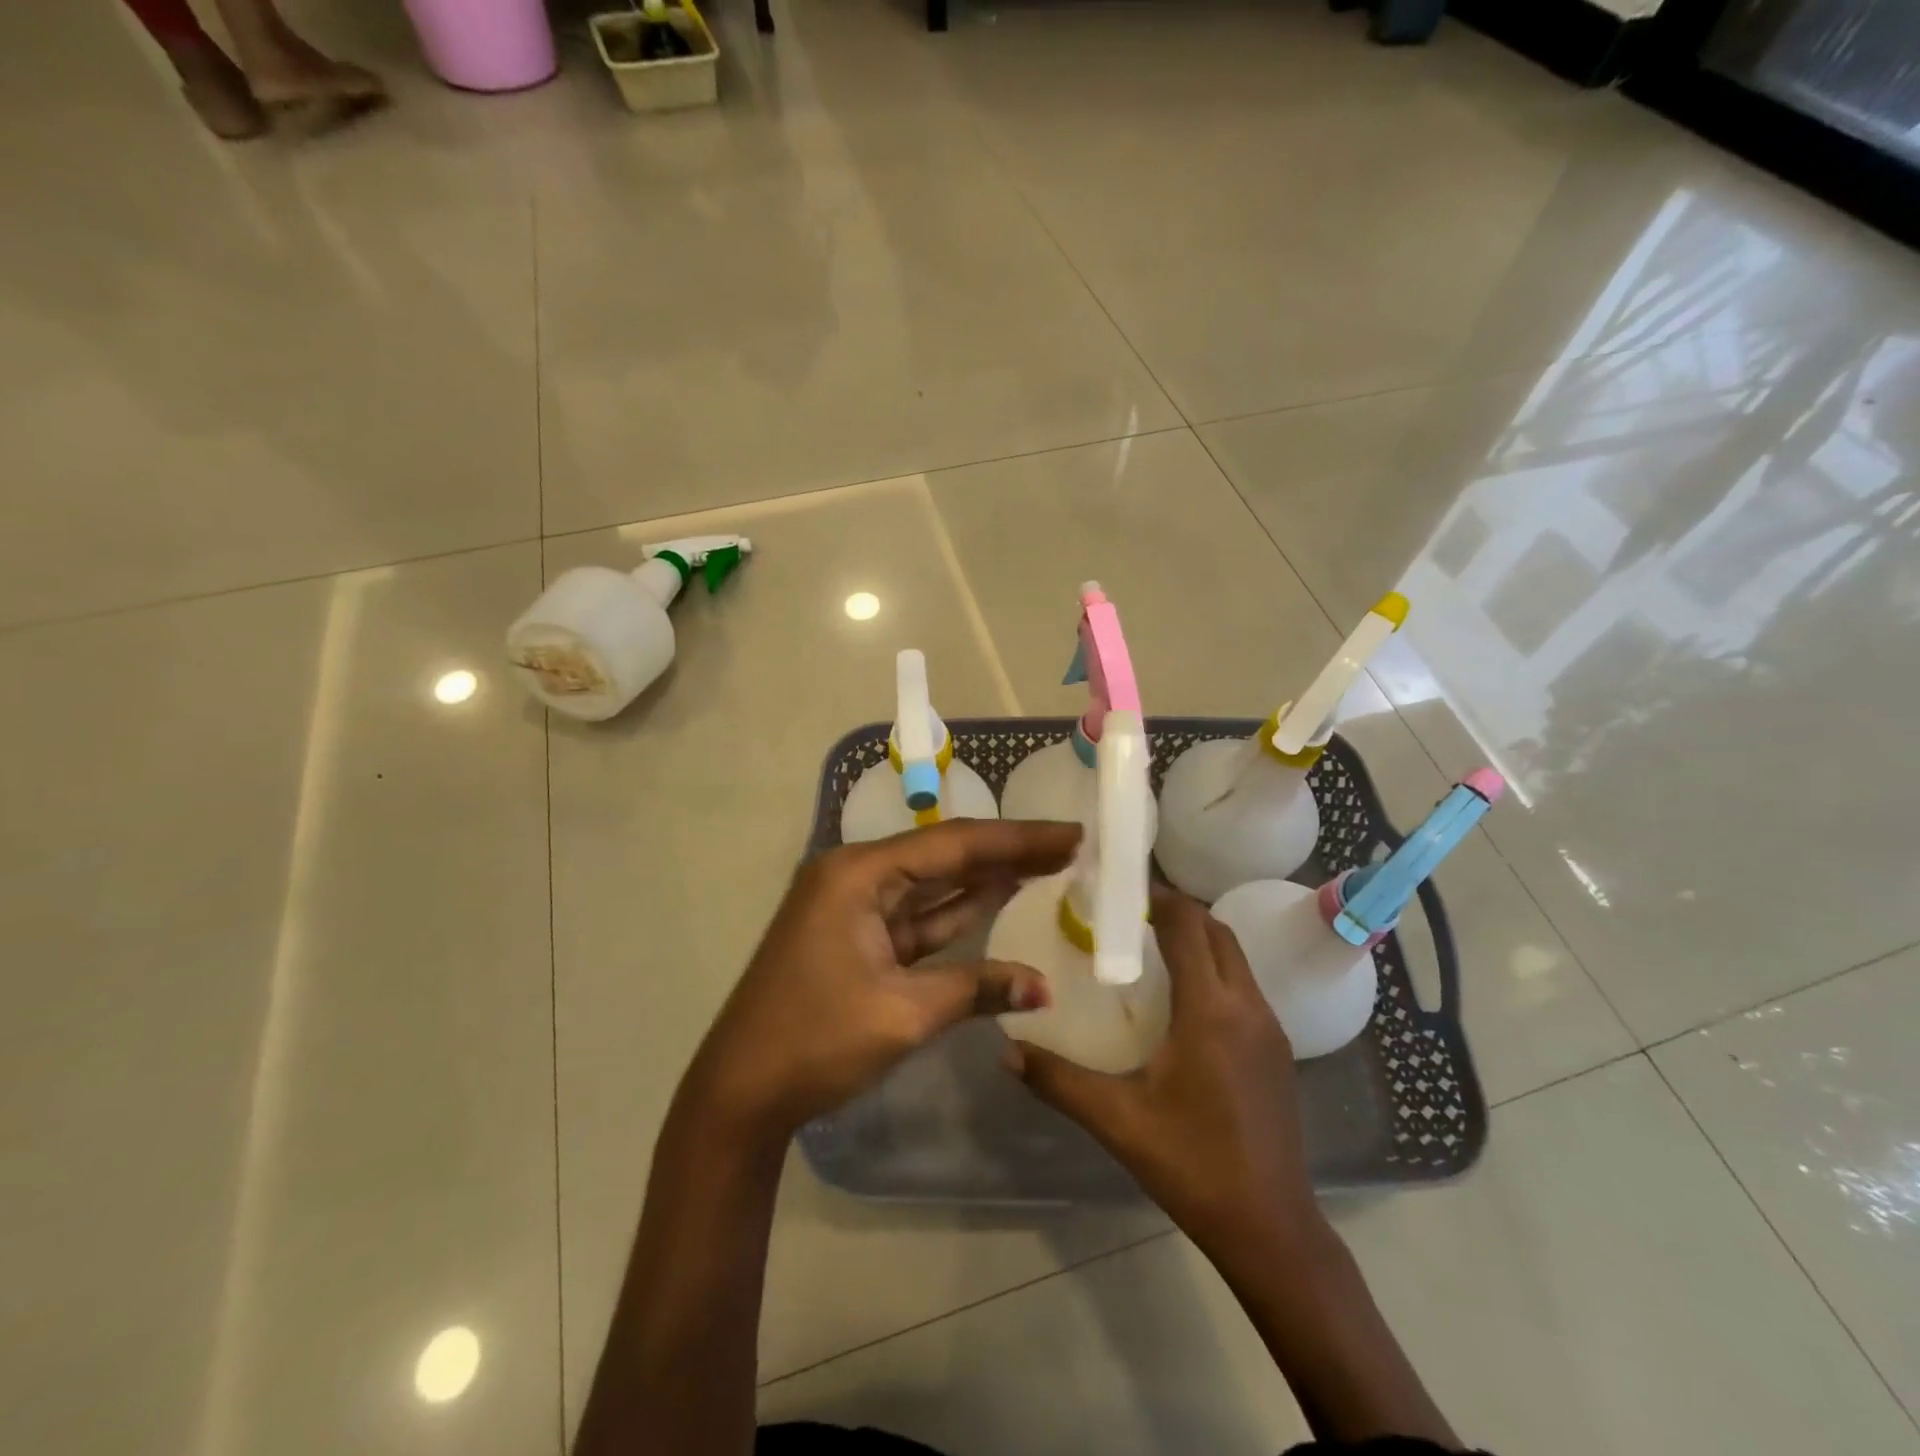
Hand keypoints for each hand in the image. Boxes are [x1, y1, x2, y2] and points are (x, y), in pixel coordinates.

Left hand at [682, 819, 1081, 1142]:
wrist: (739, 1093)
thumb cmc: (814, 1042)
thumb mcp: (902, 1014)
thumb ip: (975, 989)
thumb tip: (1043, 986)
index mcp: (858, 874)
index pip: (953, 845)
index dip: (1017, 839)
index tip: (1070, 833)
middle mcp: (856, 876)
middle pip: (945, 856)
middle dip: (1007, 852)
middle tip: (1068, 844)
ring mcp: (855, 907)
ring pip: (934, 885)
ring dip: (986, 876)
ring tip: (1047, 861)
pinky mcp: (859, 937)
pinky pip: (918, 916)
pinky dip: (958, 911)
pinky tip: (999, 895)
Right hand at [1005, 887, 1319, 1252]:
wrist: (1271, 1227)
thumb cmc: (1192, 1164)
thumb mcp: (1116, 1119)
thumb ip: (1057, 1079)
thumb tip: (1004, 1049)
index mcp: (1210, 1010)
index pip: (1188, 926)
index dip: (1158, 897)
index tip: (1120, 888)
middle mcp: (1247, 1006)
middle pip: (1217, 931)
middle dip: (1178, 910)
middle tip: (1129, 913)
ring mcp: (1270, 1027)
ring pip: (1236, 956)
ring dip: (1199, 937)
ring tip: (1151, 944)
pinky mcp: (1278, 1050)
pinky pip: (1244, 985)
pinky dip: (1214, 967)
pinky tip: (1183, 996)